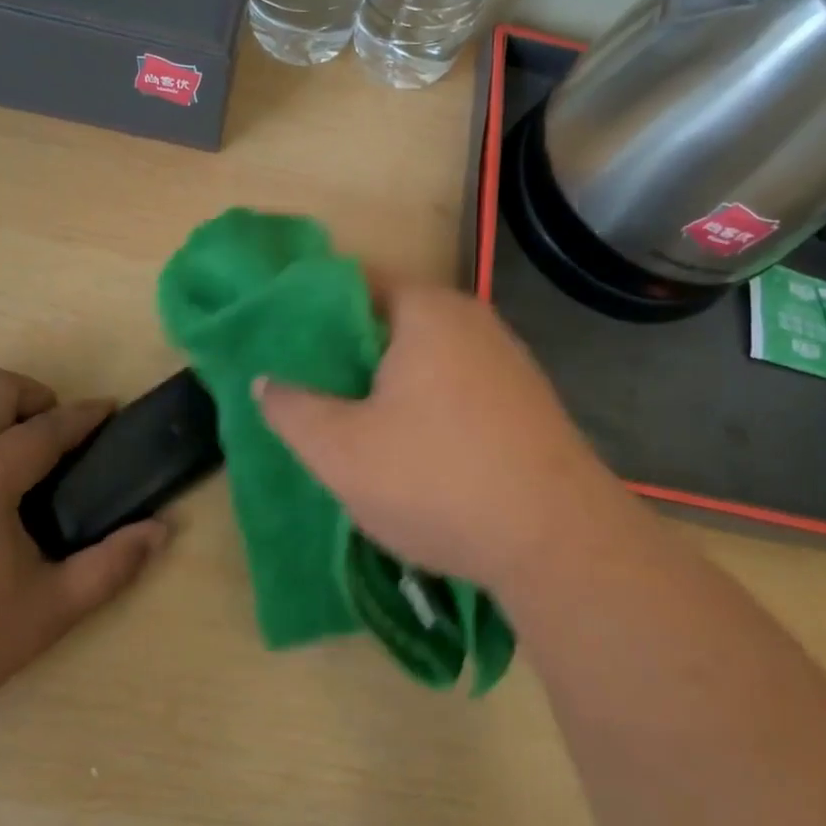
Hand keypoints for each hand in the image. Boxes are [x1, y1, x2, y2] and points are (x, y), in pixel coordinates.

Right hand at [255, 284, 638, 593]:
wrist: (559, 543)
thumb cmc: (437, 479)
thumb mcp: (340, 450)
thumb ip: (292, 408)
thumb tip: (266, 380)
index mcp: (427, 311)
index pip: (354, 283)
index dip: (310, 308)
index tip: (280, 342)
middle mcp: (472, 320)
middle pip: (390, 321)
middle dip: (346, 352)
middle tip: (306, 387)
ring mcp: (506, 360)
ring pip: (425, 357)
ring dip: (385, 383)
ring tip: (348, 420)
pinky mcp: (525, 401)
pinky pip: (457, 385)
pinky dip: (424, 403)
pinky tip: (409, 447)